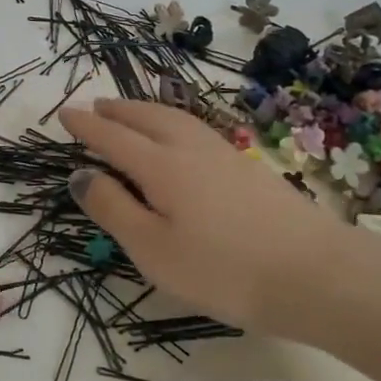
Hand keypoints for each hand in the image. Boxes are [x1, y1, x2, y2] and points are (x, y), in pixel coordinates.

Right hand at [57, 98, 378, 343]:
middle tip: (96, 107)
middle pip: (145, 117)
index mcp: (160, 166)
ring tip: (131, 114)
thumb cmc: (223, 269)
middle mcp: (189, 148)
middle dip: (117, 110)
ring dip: (145, 111)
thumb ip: (112, 209)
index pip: (112, 137)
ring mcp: (223, 154)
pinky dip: (172, 122)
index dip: (86, 125)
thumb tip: (80, 175)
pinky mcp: (247, 167)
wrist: (316, 273)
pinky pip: (195, 128)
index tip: (64, 114)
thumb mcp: (152, 249)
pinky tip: (181, 137)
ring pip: (174, 118)